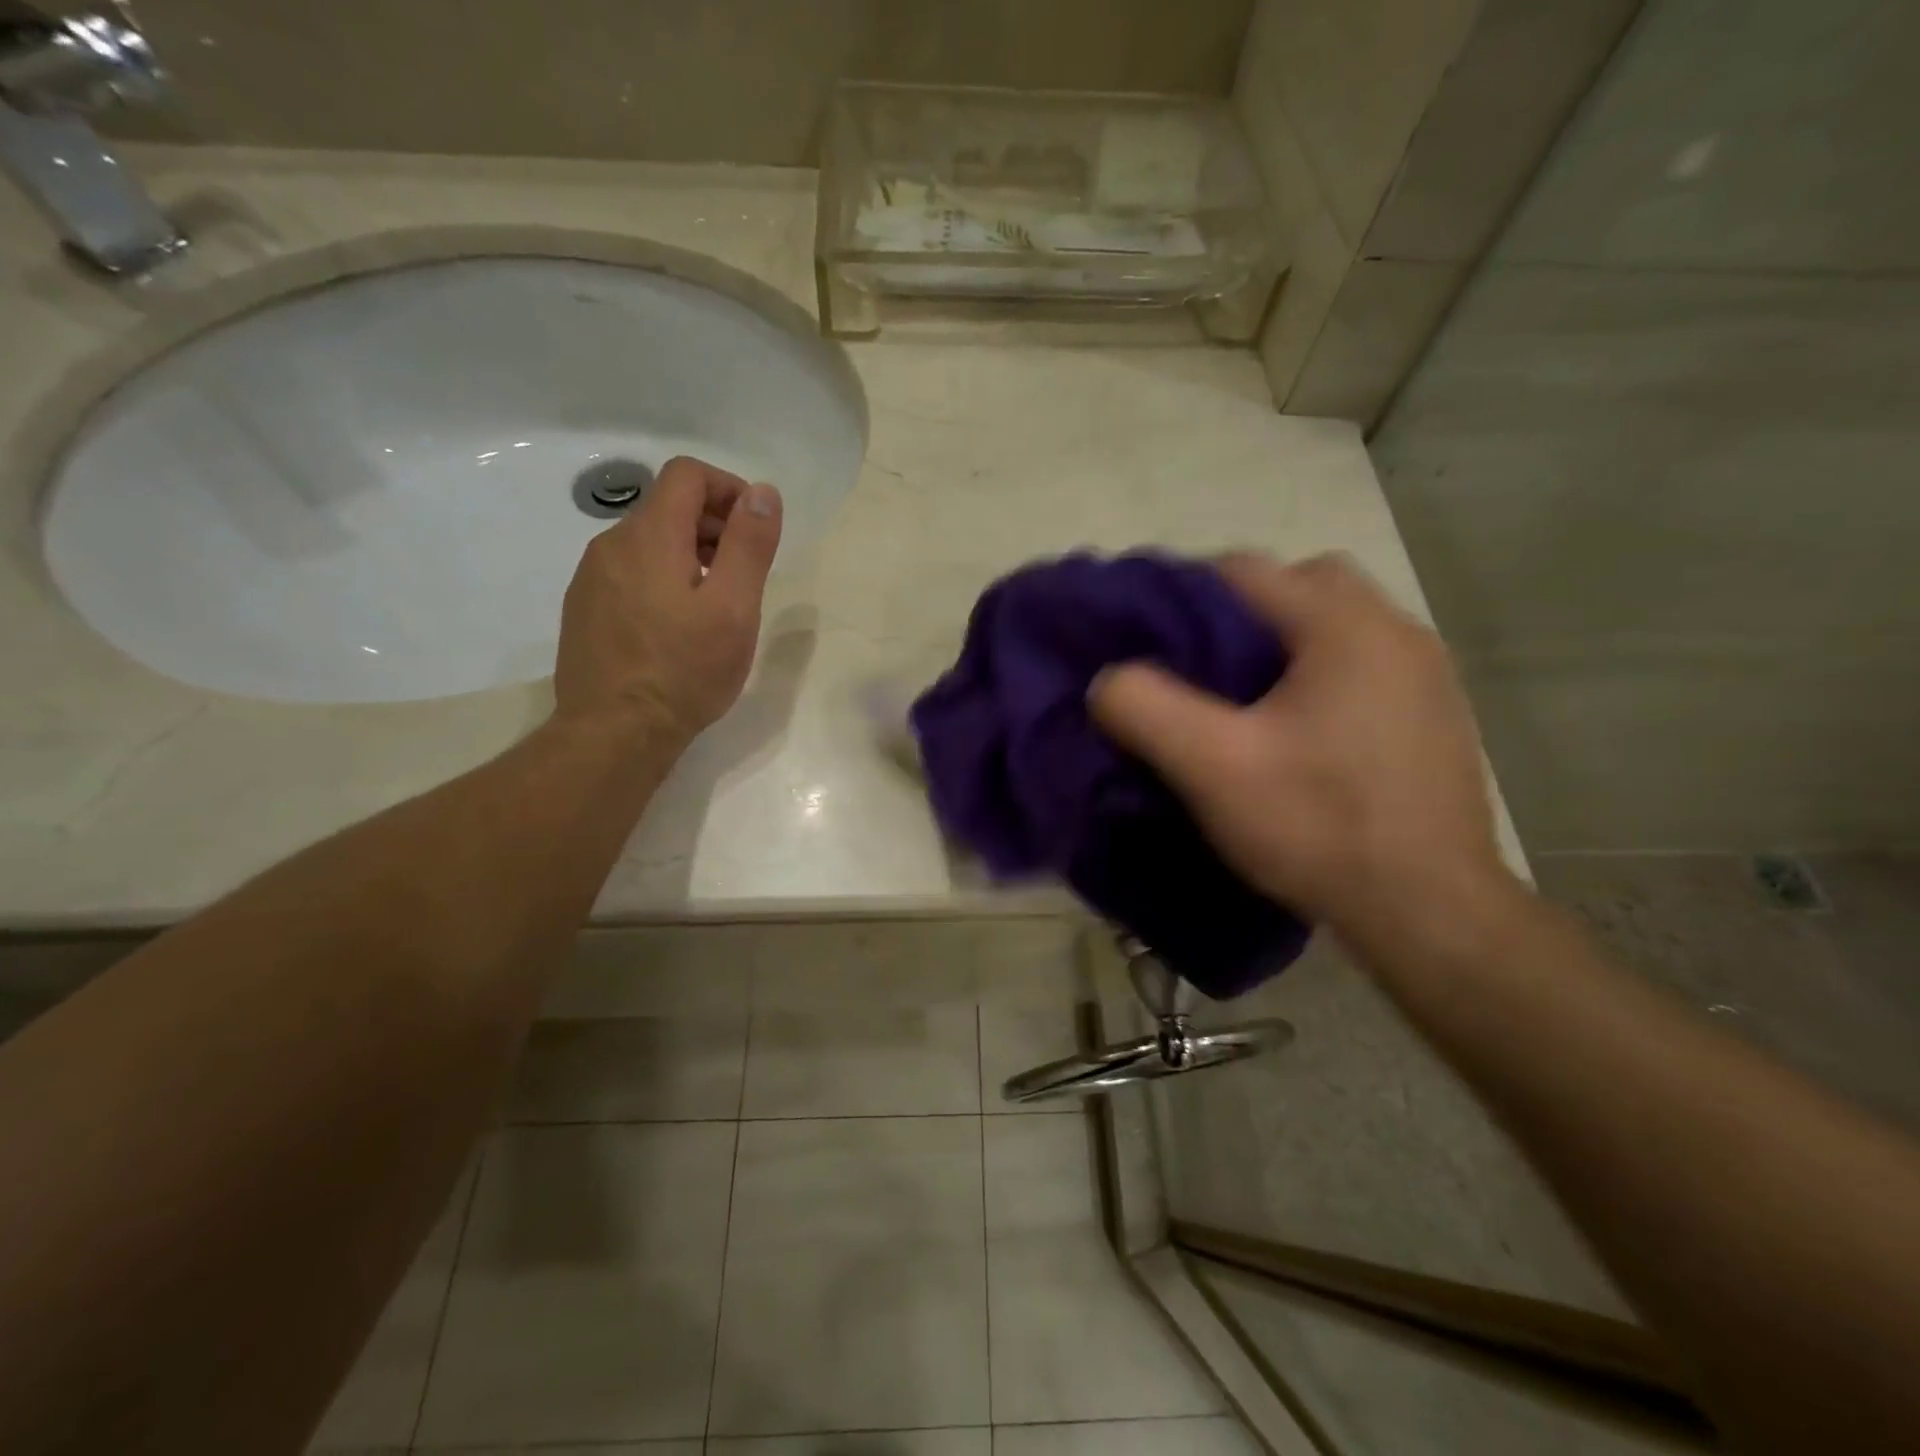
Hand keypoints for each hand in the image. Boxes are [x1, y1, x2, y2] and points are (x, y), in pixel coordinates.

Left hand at [553, 456, 782, 746]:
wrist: (614, 732)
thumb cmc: (684, 670)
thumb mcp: (734, 608)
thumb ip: (749, 545)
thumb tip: (763, 493)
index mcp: (650, 535)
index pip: (688, 474)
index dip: (730, 489)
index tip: (756, 530)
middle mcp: (611, 544)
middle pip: (668, 506)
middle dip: (714, 525)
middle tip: (745, 573)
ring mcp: (591, 578)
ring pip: (648, 542)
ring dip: (689, 553)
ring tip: (716, 604)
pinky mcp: (584, 608)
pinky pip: (629, 572)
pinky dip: (662, 578)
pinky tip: (678, 626)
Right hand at [1089, 553, 1513, 946]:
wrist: (1430, 913)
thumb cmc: (1318, 827)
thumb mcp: (1212, 767)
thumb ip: (1145, 708)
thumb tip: (1108, 680)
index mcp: (1345, 626)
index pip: (1243, 570)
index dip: (1181, 594)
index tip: (1146, 639)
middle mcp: (1396, 632)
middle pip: (1299, 585)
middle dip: (1239, 613)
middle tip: (1200, 668)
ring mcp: (1427, 674)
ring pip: (1334, 626)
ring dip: (1283, 646)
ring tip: (1242, 702)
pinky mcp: (1435, 716)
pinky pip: (1363, 666)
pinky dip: (1319, 677)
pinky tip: (1296, 734)